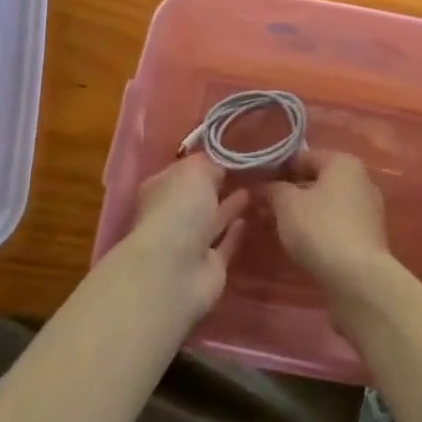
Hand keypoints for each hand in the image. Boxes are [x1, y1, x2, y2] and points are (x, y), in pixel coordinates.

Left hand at [124, 154, 249, 323]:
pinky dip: (236, 232)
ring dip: (232, 205)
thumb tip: (223, 163)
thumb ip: (211, 163)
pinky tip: (252, 217)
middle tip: (252, 167)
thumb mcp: (196, 170)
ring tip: (258, 187)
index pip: (187, 168)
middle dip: (221, 182)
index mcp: (162, 187)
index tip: (235, 149)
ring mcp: (191, 242)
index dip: (209, 159)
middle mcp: (174, 214)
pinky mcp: (210, 267)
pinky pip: (226, 243)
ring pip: (215, 218)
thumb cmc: (179, 209)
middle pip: (201, 195)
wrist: (175, 273)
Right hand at [265, 151, 391, 302]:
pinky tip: (301, 246)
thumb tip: (266, 187)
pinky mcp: (368, 239)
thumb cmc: (320, 229)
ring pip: (326, 205)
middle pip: (317, 181)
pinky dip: (318, 230)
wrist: (359, 280)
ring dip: (302, 214)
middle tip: (264, 209)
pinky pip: (336, 225)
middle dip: (290, 194)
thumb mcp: (287, 204)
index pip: (304, 157)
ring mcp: (367, 210)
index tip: (258, 186)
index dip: (278, 170)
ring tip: (278, 229)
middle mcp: (360, 180)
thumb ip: (274, 190)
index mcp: (343, 162)